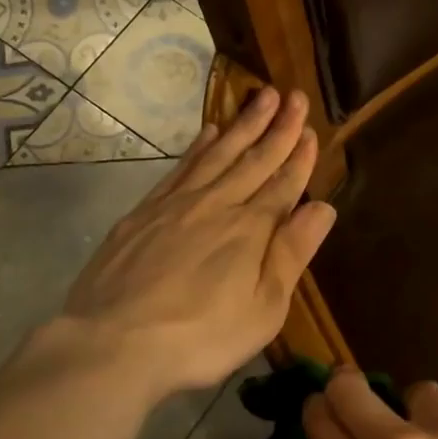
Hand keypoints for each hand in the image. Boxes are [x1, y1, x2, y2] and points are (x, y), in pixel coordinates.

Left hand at [53, 87, 336, 398]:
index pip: (283, 184)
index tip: (311, 129)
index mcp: (250, 229)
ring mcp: (176, 204)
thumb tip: (323, 207)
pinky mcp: (144, 212)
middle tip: (293, 95)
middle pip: (254, 159)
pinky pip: (180, 168)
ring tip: (261, 98)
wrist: (114, 343)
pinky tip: (208, 132)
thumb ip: (292, 253)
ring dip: (242, 125)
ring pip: (218, 154)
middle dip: (278, 127)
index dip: (300, 157)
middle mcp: (217, 204)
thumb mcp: (263, 308)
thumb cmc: (201, 336)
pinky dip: (198, 146)